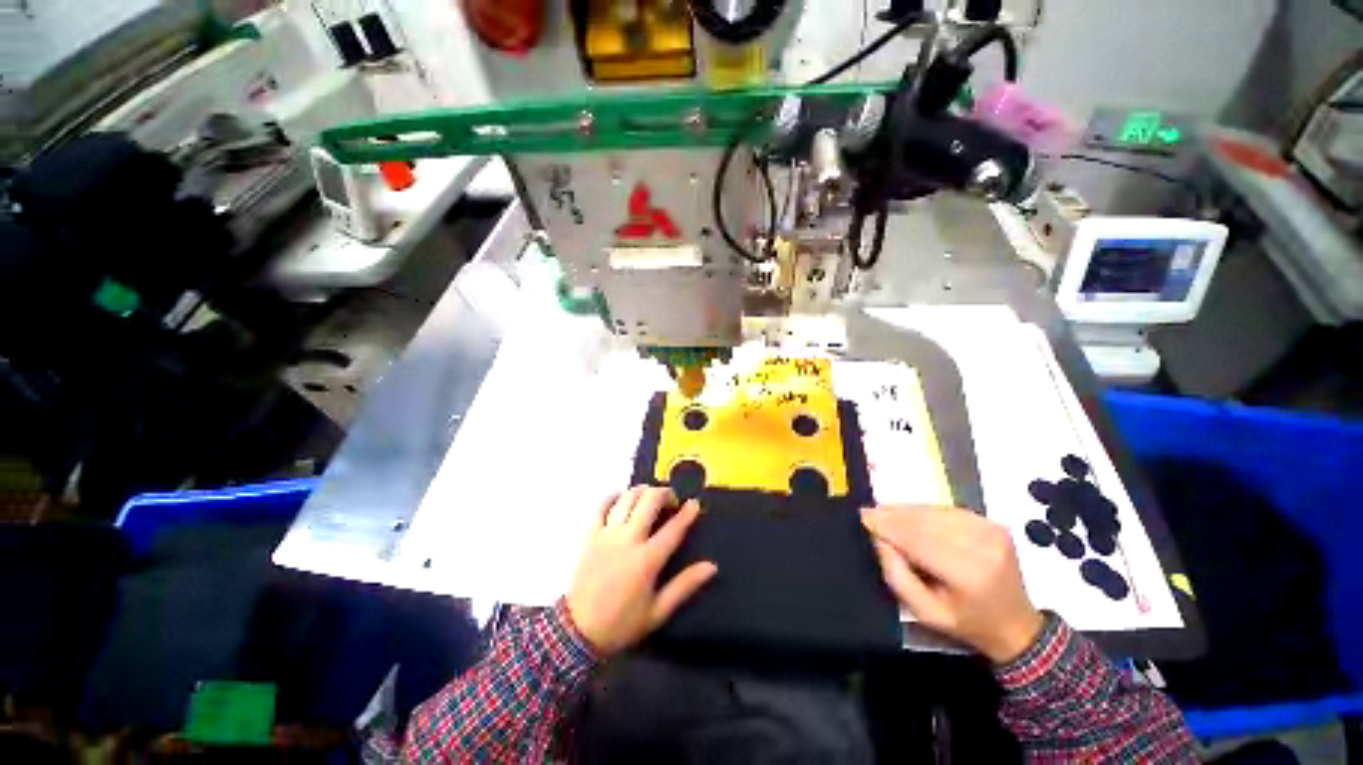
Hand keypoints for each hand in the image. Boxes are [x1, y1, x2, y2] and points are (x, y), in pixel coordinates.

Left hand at [566, 486, 718, 656]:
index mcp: (647, 560)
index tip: (695, 503)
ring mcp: (607, 534)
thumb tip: (711, 566)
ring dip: (642, 491)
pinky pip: (602, 506)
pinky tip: (622, 498)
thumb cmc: (622, 623)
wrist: (578, 632)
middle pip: (649, 501)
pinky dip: (614, 497)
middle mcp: (628, 540)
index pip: (674, 528)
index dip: (688, 512)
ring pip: (627, 498)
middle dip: (664, 493)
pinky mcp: (590, 534)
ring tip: (650, 496)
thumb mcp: (658, 611)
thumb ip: (685, 585)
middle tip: (671, 499)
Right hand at [861, 506, 1042, 663]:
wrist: (1016, 625)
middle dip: (893, 515)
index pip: (917, 538)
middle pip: (924, 520)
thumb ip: (896, 575)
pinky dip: (925, 511)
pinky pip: (947, 509)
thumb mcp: (925, 612)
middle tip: (870, 515)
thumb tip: (878, 538)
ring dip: (906, 511)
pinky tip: (913, 519)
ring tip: (887, 516)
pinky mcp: (992, 523)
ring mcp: (990, 531)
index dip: (887, 525)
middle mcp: (983, 546)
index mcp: (968, 574)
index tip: (863, 518)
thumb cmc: (967, 623)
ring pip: (934, 511)